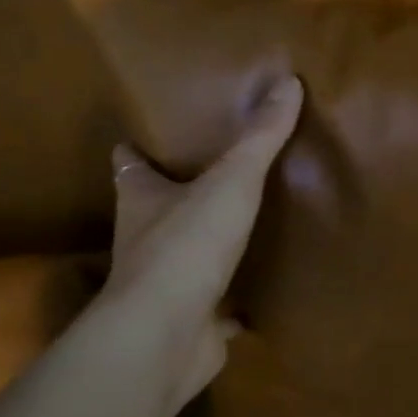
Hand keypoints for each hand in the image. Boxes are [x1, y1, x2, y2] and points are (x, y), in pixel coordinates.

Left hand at [104, 75, 302, 401]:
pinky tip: (257, 294)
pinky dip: (232, 300)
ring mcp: (166, 286)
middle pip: (154, 209)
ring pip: (184, 257)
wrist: (166, 335)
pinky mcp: (191, 322)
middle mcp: (145, 240)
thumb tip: (288, 81)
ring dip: (204, 245)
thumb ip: (260, 137)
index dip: (135, 149)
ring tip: (242, 227)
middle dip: (175, 194)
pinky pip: (215, 305)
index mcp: (143, 200)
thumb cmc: (187, 246)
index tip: (147, 136)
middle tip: (215, 174)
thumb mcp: (231, 181)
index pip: (129, 165)